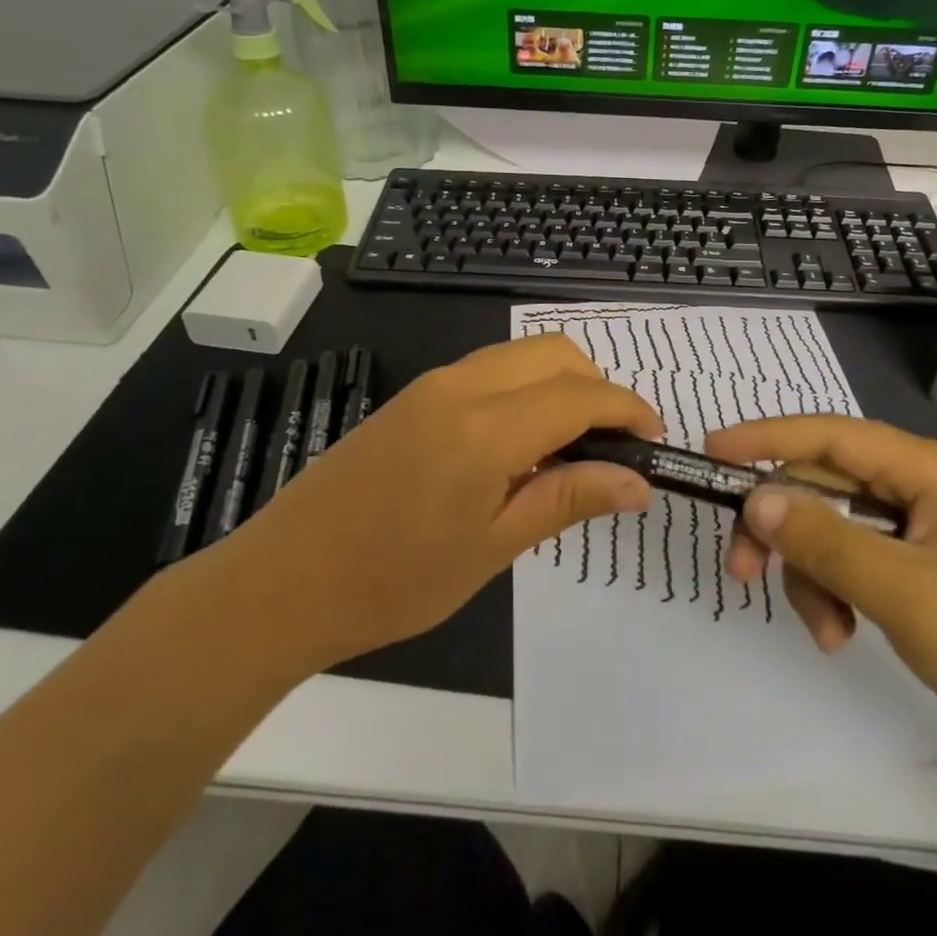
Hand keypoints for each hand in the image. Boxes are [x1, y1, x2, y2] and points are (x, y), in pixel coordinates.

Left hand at [237, 336, 660, 669]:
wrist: (282, 582)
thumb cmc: (392, 580)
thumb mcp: (491, 548)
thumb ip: (567, 500)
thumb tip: (638, 481)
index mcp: (485, 427)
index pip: (580, 395)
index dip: (627, 409)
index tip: (654, 439)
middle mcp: (461, 386)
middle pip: (554, 353)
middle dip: (597, 387)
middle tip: (613, 446)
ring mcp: (432, 385)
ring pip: (521, 356)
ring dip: (560, 385)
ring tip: (570, 449)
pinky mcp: (413, 396)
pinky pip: (489, 371)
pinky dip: (524, 390)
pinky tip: (519, 445)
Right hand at [708, 417, 936, 774]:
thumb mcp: (905, 594)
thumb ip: (825, 540)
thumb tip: (755, 497)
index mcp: (929, 469)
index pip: (831, 434)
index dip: (766, 438)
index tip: (712, 452)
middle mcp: (924, 485)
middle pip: (827, 484)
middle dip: (785, 527)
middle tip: (742, 569)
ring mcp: (926, 527)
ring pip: (837, 527)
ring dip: (813, 572)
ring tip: (824, 631)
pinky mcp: (926, 565)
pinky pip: (859, 559)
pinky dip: (838, 590)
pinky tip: (841, 632)